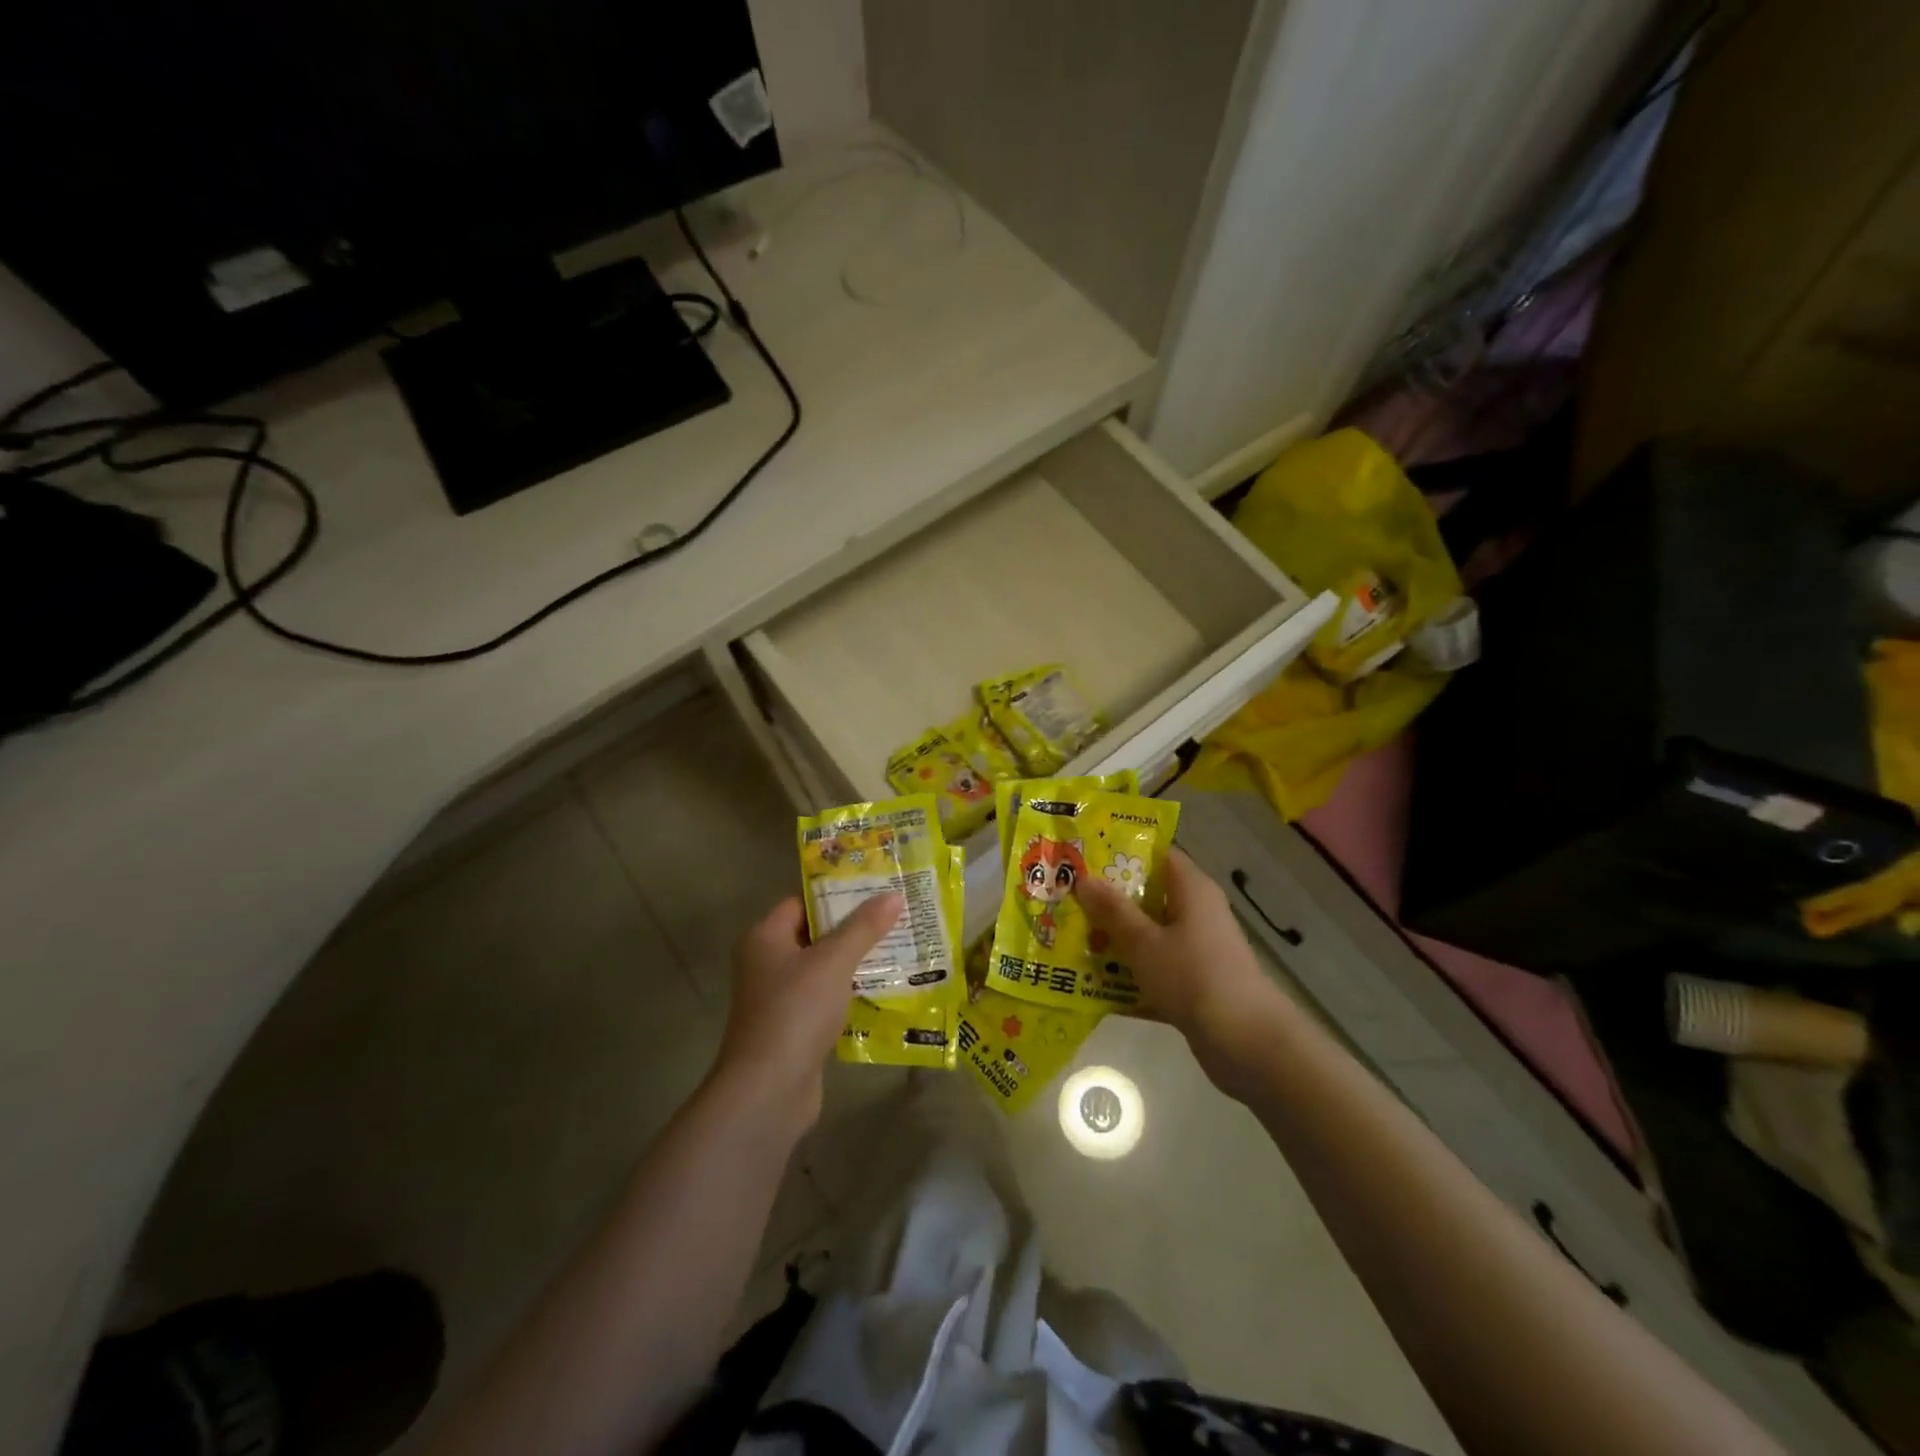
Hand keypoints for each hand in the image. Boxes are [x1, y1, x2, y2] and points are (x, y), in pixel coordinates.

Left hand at [715, 893, 902, 1121]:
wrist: (769, 1090)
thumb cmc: (796, 1011)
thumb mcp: (834, 961)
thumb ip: (864, 927)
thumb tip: (893, 895)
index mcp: (765, 937)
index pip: (803, 901)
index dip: (837, 892)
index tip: (876, 886)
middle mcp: (767, 962)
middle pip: (815, 933)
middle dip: (854, 926)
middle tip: (896, 914)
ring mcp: (779, 997)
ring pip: (824, 968)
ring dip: (856, 960)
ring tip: (900, 946)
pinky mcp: (794, 1027)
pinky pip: (827, 998)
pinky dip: (851, 992)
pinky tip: (886, 988)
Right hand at [1074, 849, 1287, 1093]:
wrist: (1246, 1043)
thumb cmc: (1193, 977)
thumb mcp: (1144, 942)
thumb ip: (1113, 910)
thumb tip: (1084, 878)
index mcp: (1191, 888)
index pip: (1155, 854)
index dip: (1119, 853)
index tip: (1082, 859)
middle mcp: (1197, 911)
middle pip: (1148, 894)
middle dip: (1108, 900)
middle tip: (1066, 901)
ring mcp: (1198, 947)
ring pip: (1149, 933)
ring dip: (1116, 938)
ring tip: (1071, 940)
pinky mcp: (1195, 980)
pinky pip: (1155, 965)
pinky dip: (1131, 972)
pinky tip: (1095, 983)